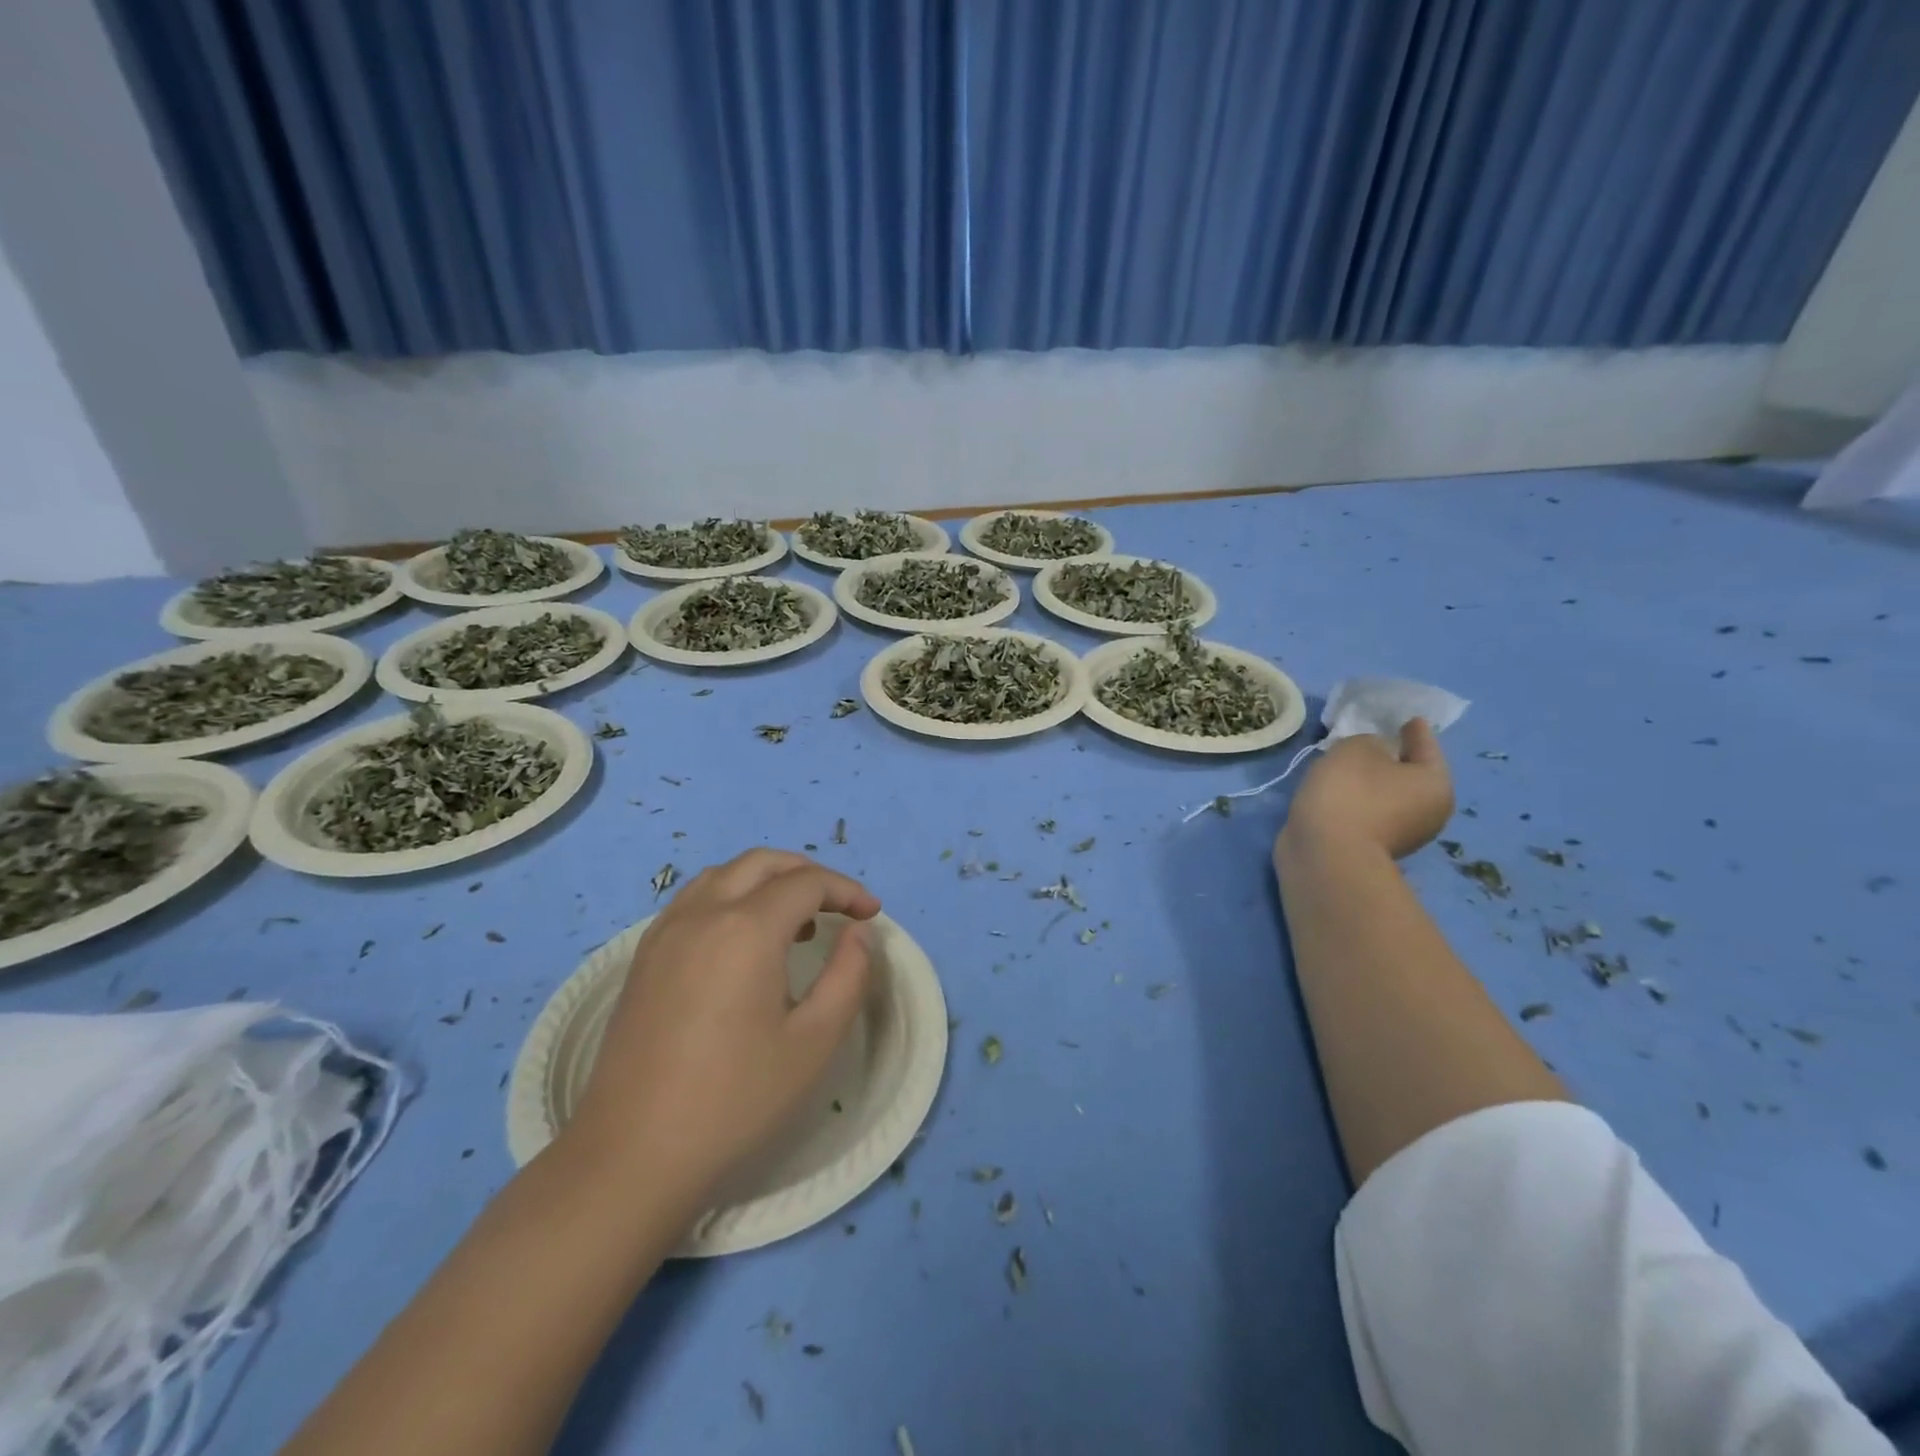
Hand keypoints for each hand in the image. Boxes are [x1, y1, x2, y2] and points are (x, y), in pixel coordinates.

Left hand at [561, 850, 881, 1204]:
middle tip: (838, 906)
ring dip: (766, 881)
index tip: (871, 914)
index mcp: (746, 929)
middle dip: (808, 873)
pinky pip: (694, 899)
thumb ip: (848, 976)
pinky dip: (731, 896)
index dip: (846, 890)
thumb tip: (858, 933)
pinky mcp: (644, 956)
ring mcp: (665, 932)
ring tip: (794, 922)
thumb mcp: (814, 1042)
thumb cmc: (735, 1100)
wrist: (632, 1156)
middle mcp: (702, 913)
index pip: (806, 883)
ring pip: (724, 875)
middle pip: (762, 863)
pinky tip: (742, 941)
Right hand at [1279, 718, 1453, 860]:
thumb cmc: (1350, 792)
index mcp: (1435, 783)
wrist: (1326, 854)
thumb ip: (1370, 741)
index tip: (1410, 719)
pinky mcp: (1373, 849)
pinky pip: (1369, 813)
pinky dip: (1359, 801)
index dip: (1416, 731)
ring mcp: (1403, 835)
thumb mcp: (1357, 748)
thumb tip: (1376, 755)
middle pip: (1411, 776)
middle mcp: (1430, 812)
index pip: (1426, 747)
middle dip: (1394, 760)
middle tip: (1375, 742)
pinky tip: (1340, 792)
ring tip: (1349, 768)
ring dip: (1373, 783)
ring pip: (1389, 796)